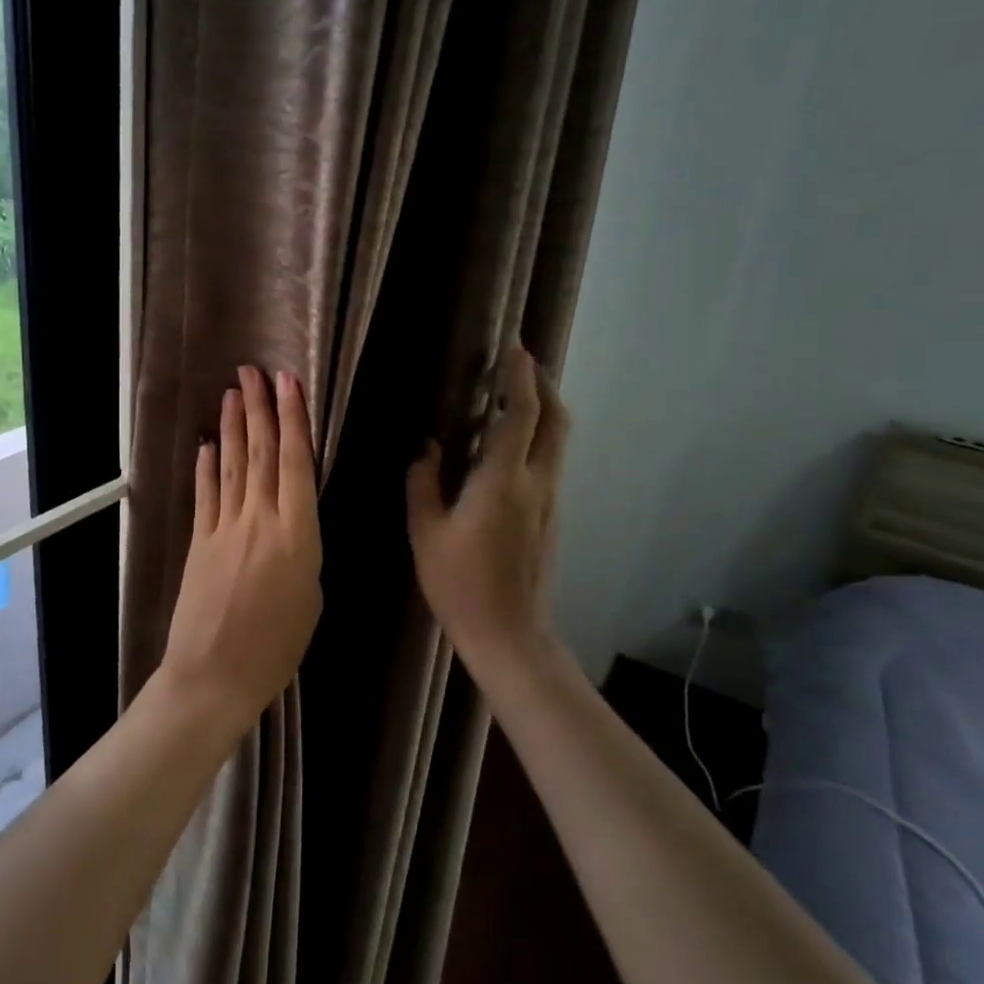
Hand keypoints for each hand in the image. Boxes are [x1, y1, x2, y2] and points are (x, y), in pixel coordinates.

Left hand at [160, 366, 322, 728]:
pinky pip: (206, 495)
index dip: (294, 419)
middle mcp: (260, 520)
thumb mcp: (311, 598)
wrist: (214, 675)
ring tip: (233, 392)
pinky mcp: (199, 541)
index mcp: (298, 535)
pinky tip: (208, 444)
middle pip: (262, 453)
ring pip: (233, 465)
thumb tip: (293, 526)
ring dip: (234, 426)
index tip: (289, 383)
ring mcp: (224, 528)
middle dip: (259, 409)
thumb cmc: (276, 647)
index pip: (297, 463)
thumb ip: (303, 551)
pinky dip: (207, 467)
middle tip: (255, 371)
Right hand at [407, 345, 568, 679]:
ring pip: (558, 441)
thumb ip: (424, 482)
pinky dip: (538, 438)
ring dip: (543, 411)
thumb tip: (429, 447)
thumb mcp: (426, 532)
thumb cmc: (459, 584)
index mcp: (503, 481)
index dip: (520, 378)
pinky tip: (509, 447)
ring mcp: (551, 501)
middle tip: (520, 366)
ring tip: (514, 397)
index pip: (522, 415)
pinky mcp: (552, 517)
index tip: (514, 349)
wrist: (509, 634)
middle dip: (543, 385)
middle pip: (556, 420)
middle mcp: (538, 483)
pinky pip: (550, 462)